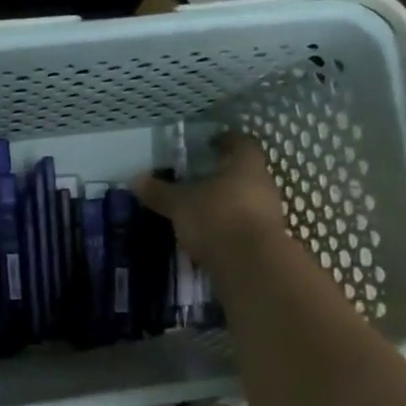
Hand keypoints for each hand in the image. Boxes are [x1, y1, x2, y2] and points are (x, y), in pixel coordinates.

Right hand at [131, 132, 287, 268]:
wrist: (251, 265)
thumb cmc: (216, 217)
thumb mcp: (180, 204)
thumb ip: (160, 192)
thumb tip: (136, 179)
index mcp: (246, 164)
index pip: (240, 142)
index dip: (225, 140)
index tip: (210, 143)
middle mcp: (264, 183)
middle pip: (245, 172)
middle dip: (224, 174)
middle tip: (200, 178)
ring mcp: (269, 213)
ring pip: (247, 199)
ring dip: (228, 202)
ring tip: (202, 209)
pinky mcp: (267, 240)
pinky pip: (246, 225)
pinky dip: (230, 226)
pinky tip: (212, 235)